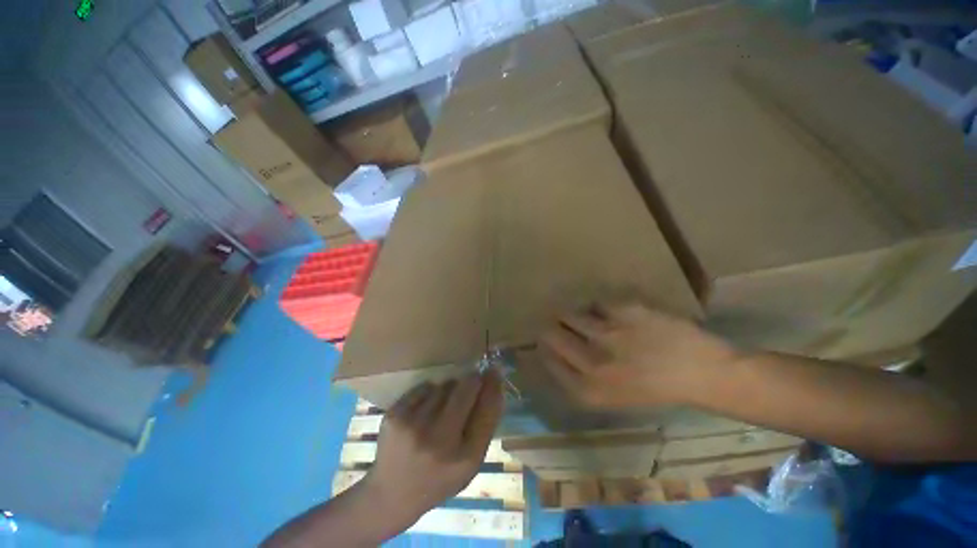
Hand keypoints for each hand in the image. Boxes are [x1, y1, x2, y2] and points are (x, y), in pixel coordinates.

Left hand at [362, 373, 503, 530]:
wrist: (392, 494)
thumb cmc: (439, 478)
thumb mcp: (470, 463)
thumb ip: (484, 426)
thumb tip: (493, 385)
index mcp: (465, 459)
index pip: (488, 409)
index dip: (493, 386)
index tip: (494, 371)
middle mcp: (440, 442)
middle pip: (467, 388)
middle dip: (473, 380)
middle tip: (473, 379)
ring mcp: (414, 427)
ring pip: (445, 385)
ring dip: (449, 390)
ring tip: (442, 409)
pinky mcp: (395, 416)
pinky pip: (425, 387)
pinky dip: (429, 393)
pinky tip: (423, 412)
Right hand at [538, 302, 736, 408]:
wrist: (702, 372)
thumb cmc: (655, 390)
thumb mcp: (612, 396)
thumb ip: (578, 377)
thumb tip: (553, 352)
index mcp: (589, 389)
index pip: (548, 361)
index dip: (543, 348)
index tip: (544, 342)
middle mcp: (592, 362)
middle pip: (551, 335)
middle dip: (550, 328)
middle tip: (556, 324)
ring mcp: (608, 334)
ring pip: (570, 315)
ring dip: (571, 314)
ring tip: (582, 316)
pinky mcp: (624, 312)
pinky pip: (596, 303)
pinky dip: (598, 307)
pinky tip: (609, 313)